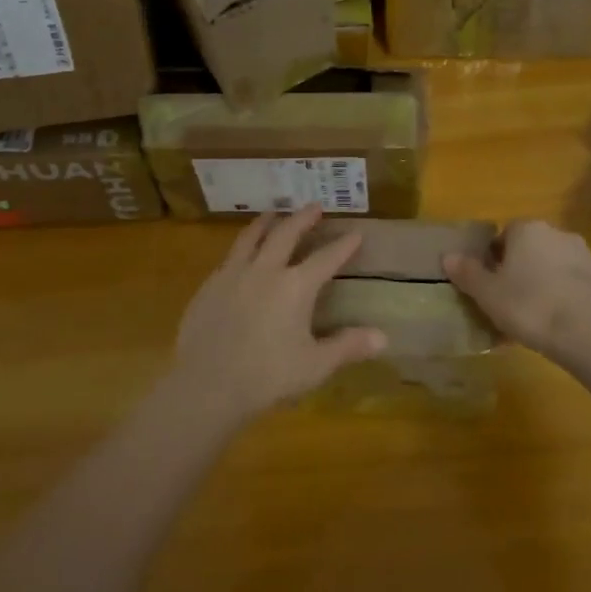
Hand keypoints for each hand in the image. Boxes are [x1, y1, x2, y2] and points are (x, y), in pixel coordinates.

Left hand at [171, 206, 386, 424]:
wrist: (208, 385)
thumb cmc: (267, 376)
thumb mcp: (314, 365)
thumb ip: (347, 346)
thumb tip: (383, 337)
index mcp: (295, 287)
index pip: (325, 259)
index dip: (343, 246)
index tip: (356, 233)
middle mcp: (265, 270)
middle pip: (286, 234)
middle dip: (302, 218)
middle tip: (314, 206)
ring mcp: (233, 274)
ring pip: (252, 237)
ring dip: (266, 222)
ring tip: (273, 213)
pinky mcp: (209, 285)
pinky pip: (229, 256)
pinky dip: (242, 247)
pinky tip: (242, 253)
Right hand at [444, 219, 590, 368]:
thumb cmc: (530, 307)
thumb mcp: (488, 294)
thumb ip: (467, 273)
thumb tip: (448, 256)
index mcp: (528, 230)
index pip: (505, 236)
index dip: (496, 261)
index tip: (493, 286)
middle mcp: (560, 234)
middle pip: (534, 250)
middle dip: (525, 271)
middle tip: (515, 304)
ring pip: (562, 268)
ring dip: (552, 285)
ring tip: (543, 320)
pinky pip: (587, 288)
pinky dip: (578, 301)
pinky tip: (571, 328)